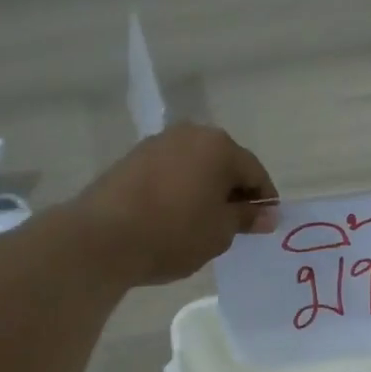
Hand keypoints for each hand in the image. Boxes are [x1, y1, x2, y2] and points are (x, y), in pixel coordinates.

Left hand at [68, 124, 278, 286]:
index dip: (264, 201)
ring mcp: (157, 143)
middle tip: (235, 225)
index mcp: (220, 147)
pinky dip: (180, 190)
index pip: (255, 172)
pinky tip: (175, 217)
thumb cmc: (174, 233)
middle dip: (233, 192)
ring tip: (203, 223)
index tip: (265, 225)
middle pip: (224, 163)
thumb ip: (246, 218)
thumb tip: (268, 214)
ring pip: (195, 166)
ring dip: (205, 190)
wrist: (102, 237)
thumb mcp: (220, 232)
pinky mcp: (132, 159)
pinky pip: (170, 172)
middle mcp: (190, 134)